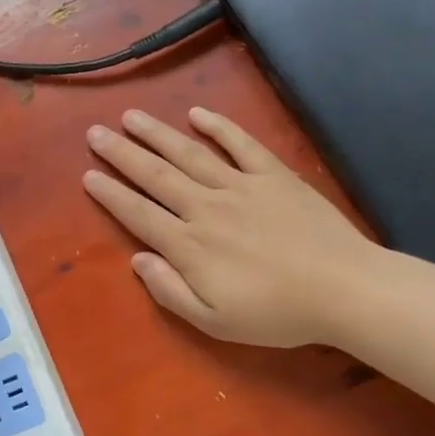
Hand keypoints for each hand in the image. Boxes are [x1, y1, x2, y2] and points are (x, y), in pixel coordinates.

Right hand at [83, 108, 379, 346]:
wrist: (345, 291)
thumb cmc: (277, 313)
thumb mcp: (215, 321)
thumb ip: (170, 291)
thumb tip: (138, 260)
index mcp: (189, 245)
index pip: (139, 214)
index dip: (111, 194)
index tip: (88, 175)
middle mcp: (206, 207)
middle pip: (156, 176)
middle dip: (122, 153)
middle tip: (95, 133)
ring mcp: (241, 187)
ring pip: (189, 154)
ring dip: (157, 134)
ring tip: (131, 116)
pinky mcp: (274, 176)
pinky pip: (241, 145)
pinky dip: (219, 127)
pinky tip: (198, 114)